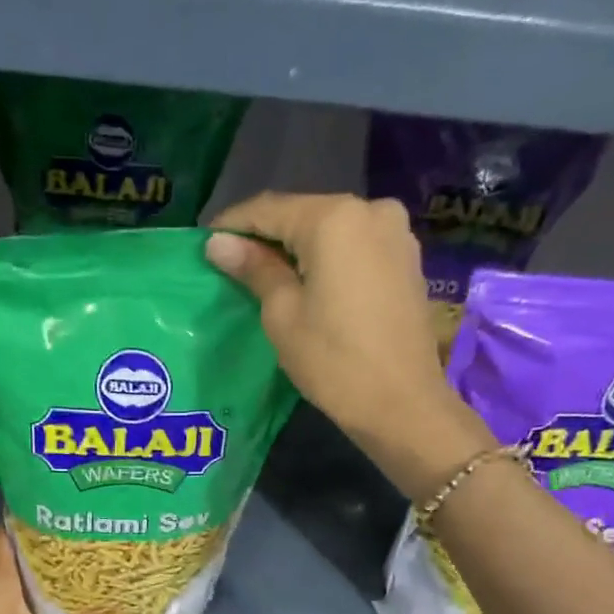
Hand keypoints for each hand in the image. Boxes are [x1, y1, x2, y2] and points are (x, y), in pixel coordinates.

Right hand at [206, 194, 490, 482]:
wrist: (402, 404)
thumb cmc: (333, 360)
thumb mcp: (283, 315)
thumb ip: (254, 269)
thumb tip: (218, 243)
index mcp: (334, 218)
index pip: (269, 209)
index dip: (233, 225)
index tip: (206, 244)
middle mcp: (370, 210)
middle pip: (303, 215)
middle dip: (267, 237)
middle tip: (234, 265)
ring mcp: (395, 234)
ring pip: (331, 231)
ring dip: (298, 249)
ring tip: (269, 277)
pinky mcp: (407, 260)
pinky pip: (355, 248)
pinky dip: (328, 260)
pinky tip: (310, 284)